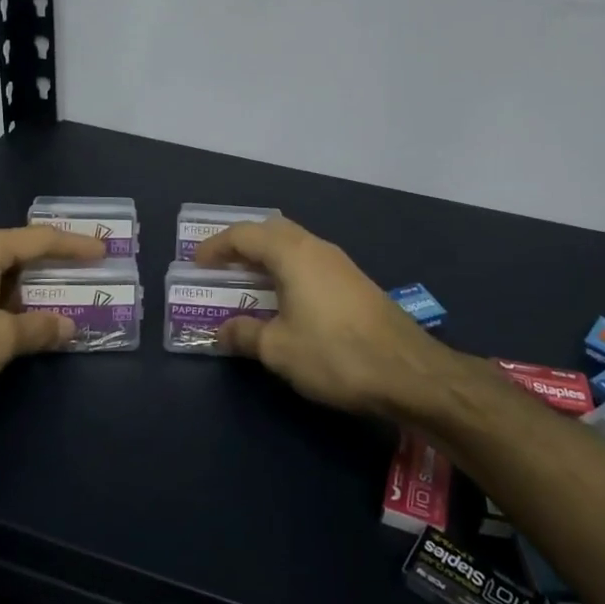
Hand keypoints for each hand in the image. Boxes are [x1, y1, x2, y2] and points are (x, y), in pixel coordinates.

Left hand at [0, 225, 106, 419]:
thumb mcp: (1, 340)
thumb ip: (39, 329)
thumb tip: (69, 326)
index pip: (40, 239)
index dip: (74, 246)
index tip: (102, 251)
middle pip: (17, 249)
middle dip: (51, 264)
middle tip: (82, 273)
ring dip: (26, 284)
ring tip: (54, 298)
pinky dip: (3, 294)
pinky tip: (12, 317)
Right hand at [195, 217, 450, 416]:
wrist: (407, 371)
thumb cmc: (334, 354)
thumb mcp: (279, 350)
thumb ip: (245, 334)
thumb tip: (223, 330)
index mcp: (292, 254)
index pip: (244, 235)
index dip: (216, 246)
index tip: (196, 263)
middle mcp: (316, 248)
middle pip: (271, 231)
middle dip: (242, 245)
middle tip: (220, 266)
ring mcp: (340, 263)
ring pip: (293, 246)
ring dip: (267, 258)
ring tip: (247, 282)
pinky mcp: (355, 283)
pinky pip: (309, 263)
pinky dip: (287, 271)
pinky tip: (284, 299)